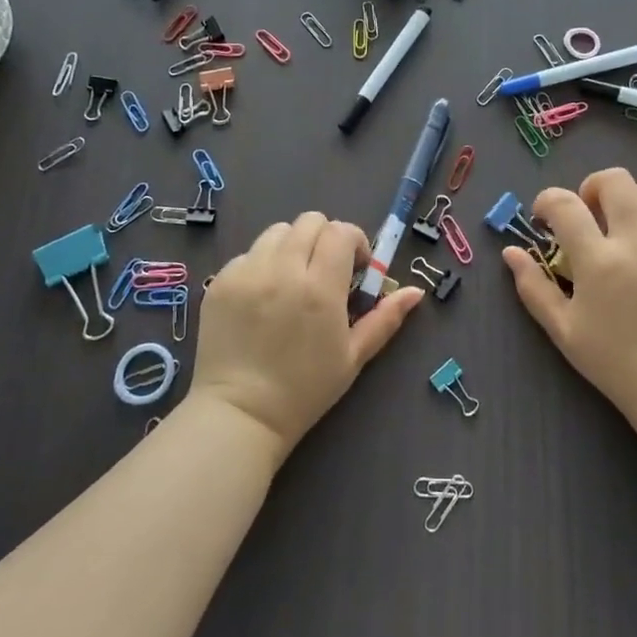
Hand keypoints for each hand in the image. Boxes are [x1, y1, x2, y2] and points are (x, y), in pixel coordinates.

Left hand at [195, 212, 423, 461]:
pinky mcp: (221, 281)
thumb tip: (416, 291)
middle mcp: (283, 270)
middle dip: (325, 238)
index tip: (354, 268)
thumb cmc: (305, 389)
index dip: (354, 242)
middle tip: (325, 271)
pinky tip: (263, 297)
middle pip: (310, 221)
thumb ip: (385, 318)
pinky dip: (262, 265)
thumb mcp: (354, 357)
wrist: (241, 414)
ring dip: (293, 246)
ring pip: (277, 232)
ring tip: (292, 279)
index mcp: (320, 288)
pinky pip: (248, 254)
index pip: (341, 231)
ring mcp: (247, 273)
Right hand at [503, 168, 636, 434]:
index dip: (547, 200)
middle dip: (591, 187)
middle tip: (587, 212)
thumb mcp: (563, 330)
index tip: (543, 216)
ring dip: (631, 197)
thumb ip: (533, 286)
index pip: (566, 204)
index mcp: (598, 260)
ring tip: (623, 222)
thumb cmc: (614, 361)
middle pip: (615, 180)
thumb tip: (511, 252)